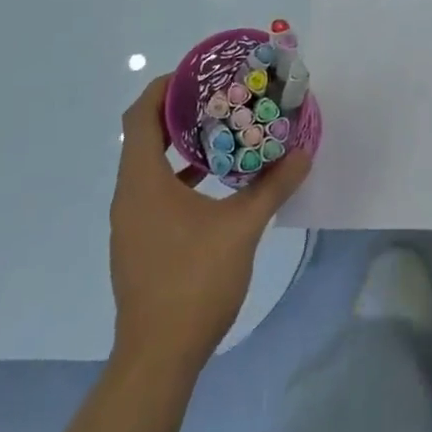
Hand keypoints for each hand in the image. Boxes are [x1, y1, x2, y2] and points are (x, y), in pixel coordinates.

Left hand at [109, 78, 310, 376]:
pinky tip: (215, 183)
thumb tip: (302, 152)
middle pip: (144, 136)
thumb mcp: (242, 228)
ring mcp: (130, 222)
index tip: (197, 73)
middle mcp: (128, 195)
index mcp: (142, 181)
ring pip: (149, 166)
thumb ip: (273, 186)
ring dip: (180, 145)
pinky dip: (179, 176)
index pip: (140, 115)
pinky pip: (154, 192)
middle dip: (179, 112)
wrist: (158, 358)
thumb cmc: (194, 282)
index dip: (164, 87)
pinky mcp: (139, 243)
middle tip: (219, 97)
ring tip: (222, 132)